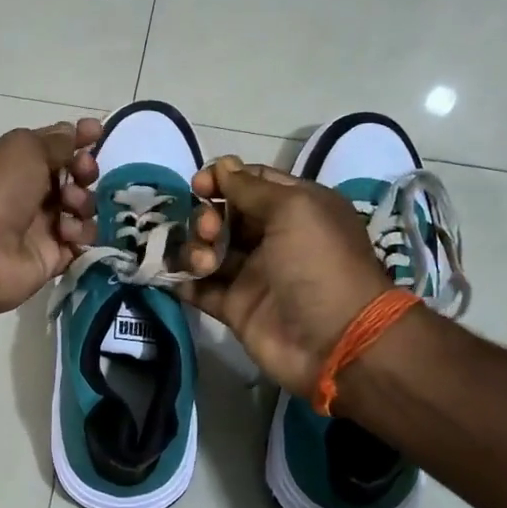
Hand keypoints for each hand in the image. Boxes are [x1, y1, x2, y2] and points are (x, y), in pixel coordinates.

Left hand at [0, 120, 102, 322]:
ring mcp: (40, 227)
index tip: (97, 133)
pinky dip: (80, 234)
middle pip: (72, 177)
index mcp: (13, 164)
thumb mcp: (23, 148)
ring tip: (69, 207)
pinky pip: (81, 241)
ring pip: (81, 209)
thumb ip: (55, 141)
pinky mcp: (51, 257)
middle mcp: (26, 193)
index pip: (52, 147)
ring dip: (83, 202)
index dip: (77, 138)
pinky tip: (66, 234)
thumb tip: (74, 133)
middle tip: (82, 173)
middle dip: (84, 170)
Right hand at [175, 157, 392, 396]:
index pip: (251, 182)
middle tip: (209, 231)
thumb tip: (222, 166)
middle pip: (225, 215)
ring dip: (195, 248)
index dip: (223, 179)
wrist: (335, 341)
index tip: (200, 186)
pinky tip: (171, 277)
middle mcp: (273, 238)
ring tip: (204, 263)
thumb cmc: (319, 264)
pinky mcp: (235, 307)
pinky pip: (200, 288)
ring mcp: (253, 274)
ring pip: (209, 249)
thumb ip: (251, 187)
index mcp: (296, 208)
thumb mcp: (294, 210)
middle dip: (207, 216)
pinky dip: (183, 281)